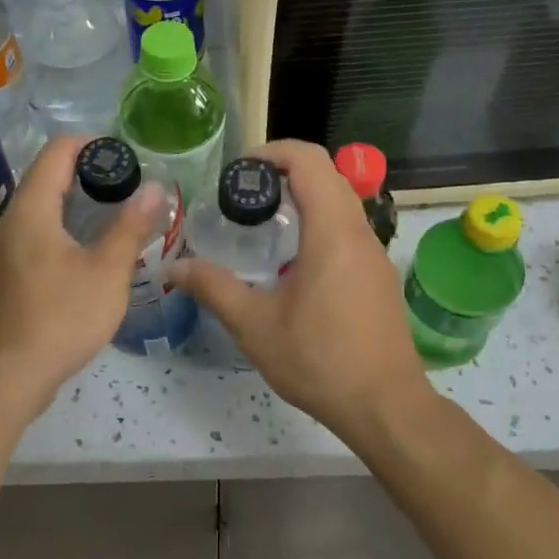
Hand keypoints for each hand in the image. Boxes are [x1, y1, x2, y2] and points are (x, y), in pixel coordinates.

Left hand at [0, 135, 164, 406]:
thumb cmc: (59, 318)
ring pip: (42, 211)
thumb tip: (155, 188)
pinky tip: (88, 257)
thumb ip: (130, 227)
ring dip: (77, 207)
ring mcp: (4, 252)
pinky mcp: (5, 277)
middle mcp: (11, 222)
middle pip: (48, 178)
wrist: (5, 378)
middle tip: (129, 190)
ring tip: (115, 220)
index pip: (57, 151)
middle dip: (89, 176)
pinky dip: (64, 233)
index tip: (126, 159)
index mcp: (32, 210)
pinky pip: (36, 238)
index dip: (92, 144)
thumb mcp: (107, 272)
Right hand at [171, 139, 428, 440]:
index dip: (273, 151)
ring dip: (303, 197)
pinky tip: (292, 262)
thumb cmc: (320, 361)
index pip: (310, 160)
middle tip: (243, 195)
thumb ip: (213, 288)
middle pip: (327, 175)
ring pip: (341, 202)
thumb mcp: (255, 325)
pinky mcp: (378, 276)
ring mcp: (374, 255)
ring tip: (262, 223)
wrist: (386, 407)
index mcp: (332, 232)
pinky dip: (318, 223)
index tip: (239, 170)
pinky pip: (348, 229)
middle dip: (284, 172)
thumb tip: (172, 268)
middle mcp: (360, 233)